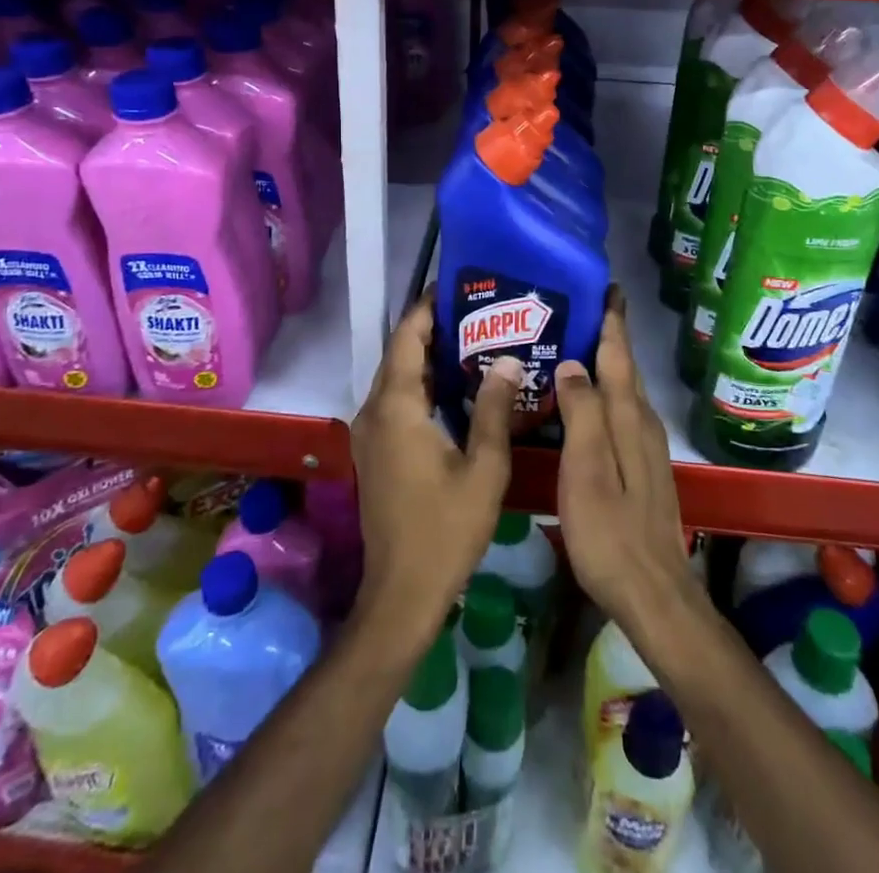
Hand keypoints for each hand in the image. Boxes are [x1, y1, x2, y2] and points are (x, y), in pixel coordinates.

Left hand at [349, 294, 517, 644]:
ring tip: (473, 340)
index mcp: (396, 407)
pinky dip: (421, 384)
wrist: (402, 592)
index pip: (407, 338)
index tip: (455, 286)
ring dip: (427, 357)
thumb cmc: (446, 529)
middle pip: (400, 354)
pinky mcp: (374, 452)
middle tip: (477, 311)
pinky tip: (455, 387)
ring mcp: (370, 433)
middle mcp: (374, 411)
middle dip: (432, 328)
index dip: (426, 308)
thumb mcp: (483, 468)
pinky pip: (395, 401)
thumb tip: (508, 359)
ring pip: (397, 378)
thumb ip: (493, 408)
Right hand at [555, 289, 696, 639]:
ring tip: (576, 347)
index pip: (619, 356)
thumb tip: (573, 362)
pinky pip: (623, 415)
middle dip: (608, 337)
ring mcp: (647, 448)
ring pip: (625, 393)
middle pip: (624, 370)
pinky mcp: (644, 469)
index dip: (612, 321)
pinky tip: (587, 404)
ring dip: (606, 366)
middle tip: (580, 309)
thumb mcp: (587, 468)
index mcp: (628, 417)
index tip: (608, 287)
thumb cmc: (610, 531)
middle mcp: (643, 424)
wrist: (653, 593)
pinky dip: (606, 396)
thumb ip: (581, 412)